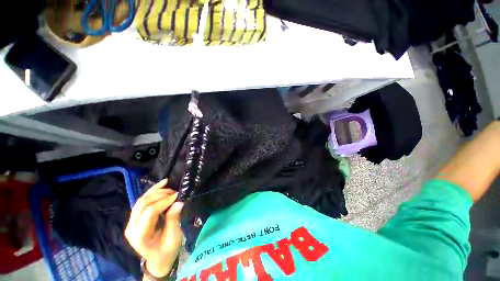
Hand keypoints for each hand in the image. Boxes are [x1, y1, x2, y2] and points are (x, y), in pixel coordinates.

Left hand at [125, 179, 183, 277]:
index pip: (150, 212)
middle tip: (175, 192)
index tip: (177, 196)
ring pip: (141, 200)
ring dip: (157, 191)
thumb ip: (174, 219)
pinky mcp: (135, 218)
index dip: (164, 201)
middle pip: (143, 204)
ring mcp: (131, 222)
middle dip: (160, 194)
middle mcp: (131, 228)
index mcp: (140, 236)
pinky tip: (163, 183)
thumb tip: (179, 201)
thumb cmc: (167, 250)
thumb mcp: (174, 237)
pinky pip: (142, 201)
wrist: (158, 259)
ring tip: (171, 188)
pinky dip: (152, 191)